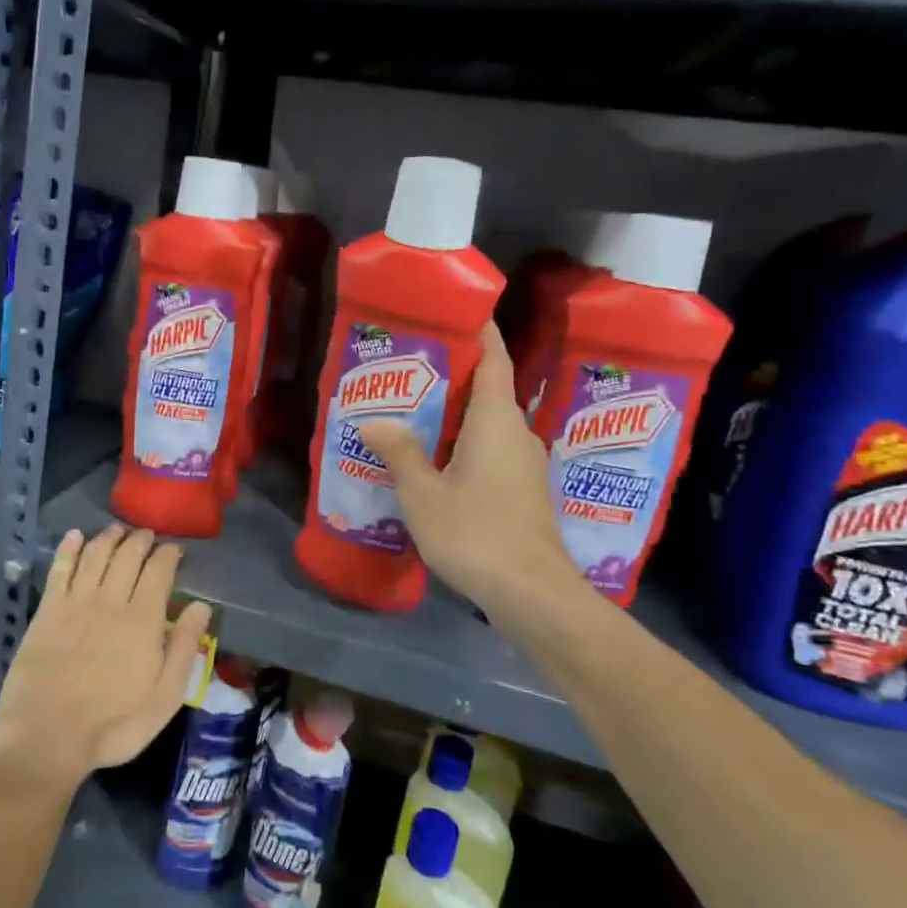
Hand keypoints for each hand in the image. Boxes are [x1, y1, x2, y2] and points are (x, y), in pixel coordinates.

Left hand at [0, 525, 210, 793]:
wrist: (46, 736)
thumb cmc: (114, 725)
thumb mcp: (165, 698)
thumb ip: (184, 649)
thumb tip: (201, 607)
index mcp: (143, 620)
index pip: (159, 571)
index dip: (168, 554)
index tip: (174, 549)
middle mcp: (110, 601)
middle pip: (127, 556)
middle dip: (140, 540)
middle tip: (147, 535)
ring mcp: (75, 603)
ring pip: (95, 555)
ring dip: (108, 538)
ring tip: (117, 531)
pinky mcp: (46, 611)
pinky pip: (59, 569)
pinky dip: (68, 549)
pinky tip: (74, 536)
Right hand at [358, 323, 585, 613]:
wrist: (532, 594)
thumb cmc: (475, 532)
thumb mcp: (423, 492)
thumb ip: (400, 452)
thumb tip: (374, 421)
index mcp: (497, 420)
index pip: (495, 359)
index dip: (480, 333)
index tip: (457, 313)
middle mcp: (518, 434)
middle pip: (490, 391)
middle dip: (455, 376)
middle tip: (410, 369)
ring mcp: (525, 465)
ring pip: (489, 425)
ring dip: (457, 415)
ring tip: (413, 414)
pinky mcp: (524, 493)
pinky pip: (492, 452)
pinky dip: (465, 445)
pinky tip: (434, 462)